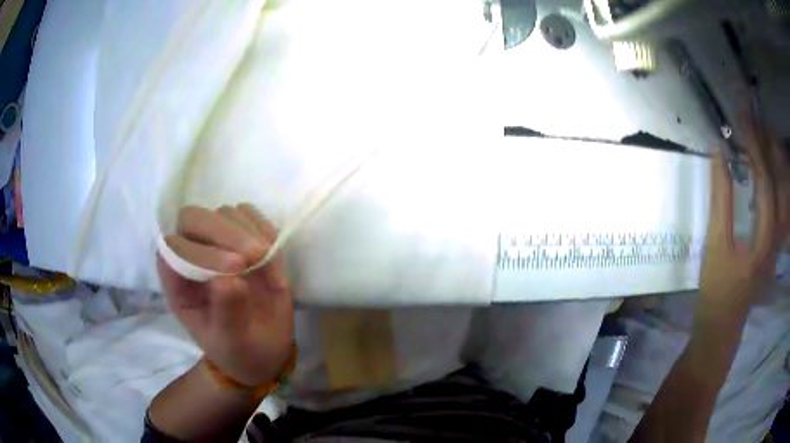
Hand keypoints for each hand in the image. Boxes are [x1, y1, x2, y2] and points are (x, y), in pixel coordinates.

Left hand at [157, 204, 293, 386]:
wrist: (264, 348)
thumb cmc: (239, 349)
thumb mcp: (231, 341)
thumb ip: (226, 313)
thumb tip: (229, 279)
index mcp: (177, 282)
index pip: (173, 248)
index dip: (199, 250)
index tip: (235, 268)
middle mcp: (192, 255)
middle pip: (194, 218)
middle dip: (224, 232)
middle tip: (255, 256)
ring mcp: (218, 244)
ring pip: (225, 213)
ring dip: (249, 232)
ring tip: (267, 262)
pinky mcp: (244, 238)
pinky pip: (251, 216)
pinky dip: (265, 229)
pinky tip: (273, 255)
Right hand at [699, 120, 789, 318]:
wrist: (720, 328)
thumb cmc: (717, 291)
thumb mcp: (716, 246)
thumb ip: (721, 200)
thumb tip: (719, 156)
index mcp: (766, 235)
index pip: (765, 180)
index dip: (755, 147)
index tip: (742, 121)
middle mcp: (775, 233)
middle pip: (775, 180)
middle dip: (765, 146)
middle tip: (750, 120)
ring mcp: (773, 237)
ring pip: (775, 188)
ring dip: (766, 158)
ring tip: (754, 134)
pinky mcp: (768, 240)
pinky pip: (771, 200)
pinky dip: (765, 177)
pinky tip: (757, 167)